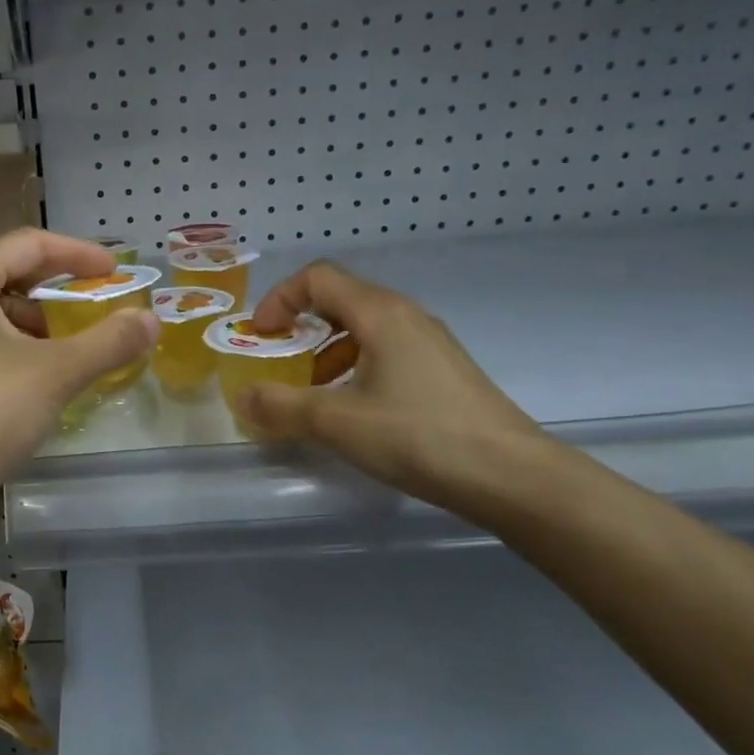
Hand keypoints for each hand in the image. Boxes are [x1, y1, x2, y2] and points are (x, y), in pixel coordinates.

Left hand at [0, 229, 158, 517]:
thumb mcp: (54, 375)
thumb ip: (107, 343)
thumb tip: (150, 320)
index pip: (28, 244)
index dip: (78, 253)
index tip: (114, 272)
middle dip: (42, 279)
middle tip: (76, 299)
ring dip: (20, 313)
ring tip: (54, 346)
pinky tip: (19, 376)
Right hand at [241, 261, 547, 514]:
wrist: (511, 476)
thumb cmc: (418, 436)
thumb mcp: (338, 422)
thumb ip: (282, 405)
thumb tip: (242, 396)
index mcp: (380, 313)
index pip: (317, 278)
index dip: (280, 299)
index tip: (261, 336)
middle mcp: (405, 316)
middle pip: (339, 299)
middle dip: (299, 326)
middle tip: (277, 361)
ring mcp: (429, 343)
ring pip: (363, 328)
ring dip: (325, 350)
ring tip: (310, 391)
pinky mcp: (441, 371)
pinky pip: (384, 351)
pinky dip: (353, 366)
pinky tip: (351, 408)